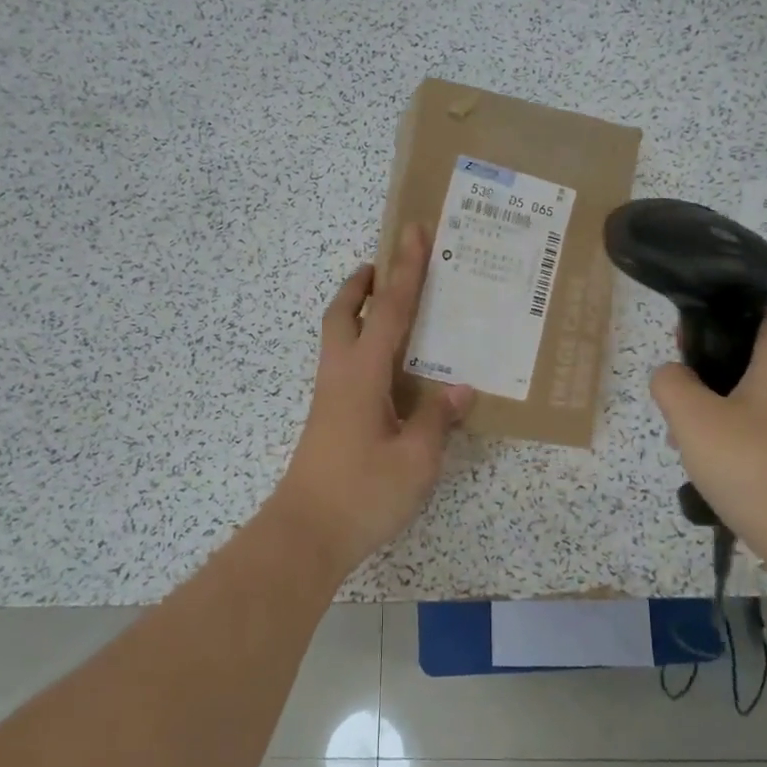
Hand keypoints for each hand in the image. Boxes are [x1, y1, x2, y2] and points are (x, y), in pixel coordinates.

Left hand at [269, 224, 474, 575]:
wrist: (305, 534)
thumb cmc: (363, 494)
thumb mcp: (416, 459)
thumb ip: (437, 418)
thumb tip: (460, 388)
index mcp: (363, 374)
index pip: (389, 310)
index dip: (406, 270)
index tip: (413, 232)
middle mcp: (341, 374)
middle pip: (344, 311)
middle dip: (364, 281)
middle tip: (387, 264)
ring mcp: (329, 395)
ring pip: (338, 335)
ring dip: (359, 309)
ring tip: (391, 304)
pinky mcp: (329, 415)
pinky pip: (345, 360)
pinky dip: (363, 341)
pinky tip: (389, 365)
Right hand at [650, 311, 766, 581]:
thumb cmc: (758, 467)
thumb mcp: (693, 419)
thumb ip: (671, 383)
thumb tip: (673, 375)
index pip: (751, 314)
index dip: (711, 327)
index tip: (682, 356)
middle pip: (751, 362)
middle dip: (710, 383)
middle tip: (680, 412)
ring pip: (760, 403)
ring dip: (723, 420)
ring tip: (694, 453)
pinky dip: (747, 449)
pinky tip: (725, 480)